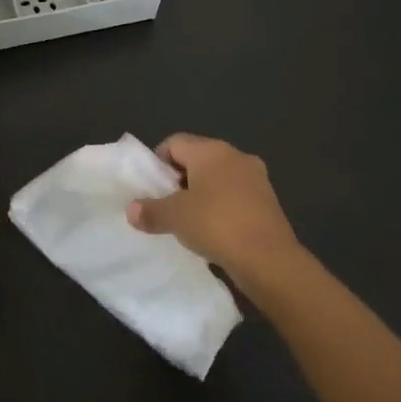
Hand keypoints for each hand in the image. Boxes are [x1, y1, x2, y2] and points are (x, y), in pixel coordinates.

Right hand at [126, 134, 302, 297]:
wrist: (269, 258)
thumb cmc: (216, 225)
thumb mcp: (175, 218)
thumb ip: (151, 210)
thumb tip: (131, 210)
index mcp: (211, 151)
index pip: (174, 143)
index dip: (157, 162)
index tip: (150, 188)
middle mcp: (235, 156)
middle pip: (197, 158)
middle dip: (178, 179)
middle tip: (165, 205)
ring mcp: (256, 177)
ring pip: (218, 178)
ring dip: (201, 194)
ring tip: (188, 221)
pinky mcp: (268, 200)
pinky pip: (235, 195)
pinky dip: (221, 207)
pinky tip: (213, 231)